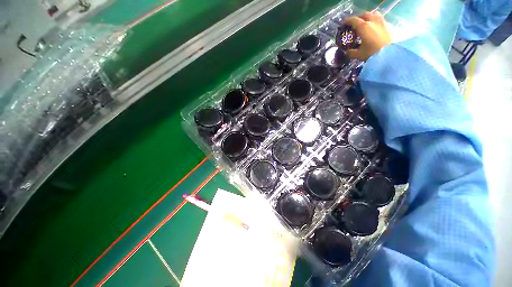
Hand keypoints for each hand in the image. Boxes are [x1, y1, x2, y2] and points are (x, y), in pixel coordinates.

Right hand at [342, 11, 391, 60]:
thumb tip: (346, 51)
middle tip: (354, 25)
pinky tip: (373, 28)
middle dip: (357, 18)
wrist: (390, 55)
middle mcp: (372, 21)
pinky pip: (380, 19)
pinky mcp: (388, 26)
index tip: (343, 25)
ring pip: (373, 14)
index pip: (353, 20)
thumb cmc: (372, 54)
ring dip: (368, 17)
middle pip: (364, 15)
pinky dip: (375, 21)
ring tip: (365, 24)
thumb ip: (351, 52)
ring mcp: (381, 22)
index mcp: (363, 27)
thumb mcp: (358, 55)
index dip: (346, 22)